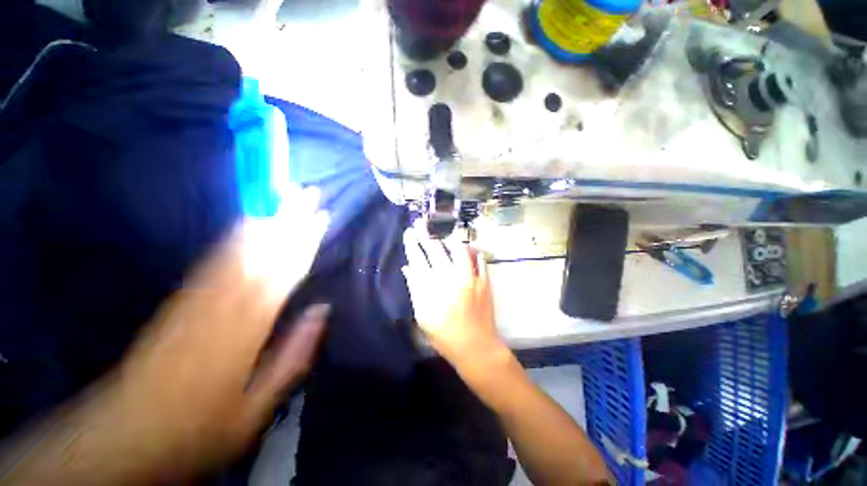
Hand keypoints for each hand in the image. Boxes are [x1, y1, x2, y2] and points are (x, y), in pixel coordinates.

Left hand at [38, 186, 329, 483]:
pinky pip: (215, 259)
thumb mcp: (256, 407)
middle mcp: (224, 303)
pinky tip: (247, 221)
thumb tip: (321, 310)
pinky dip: (235, 235)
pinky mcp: (181, 298)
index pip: (286, 272)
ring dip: (265, 219)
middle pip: (264, 252)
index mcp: (247, 329)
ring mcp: (198, 297)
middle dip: (289, 218)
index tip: (322, 217)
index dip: (306, 241)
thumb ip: (293, 355)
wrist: (125, 432)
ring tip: (282, 195)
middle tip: (307, 192)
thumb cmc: (197, 427)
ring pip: (239, 249)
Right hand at [402, 225, 504, 369]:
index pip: (418, 259)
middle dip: (426, 234)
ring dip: (450, 241)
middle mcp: (450, 279)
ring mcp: (469, 279)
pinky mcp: (484, 282)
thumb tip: (408, 268)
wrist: (475, 347)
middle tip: (422, 224)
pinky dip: (474, 253)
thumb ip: (415, 289)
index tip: (409, 232)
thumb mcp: (423, 316)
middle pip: (435, 250)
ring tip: (446, 238)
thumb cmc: (444, 335)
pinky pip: (480, 260)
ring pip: (459, 250)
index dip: (412, 244)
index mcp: (432, 288)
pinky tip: (470, 250)